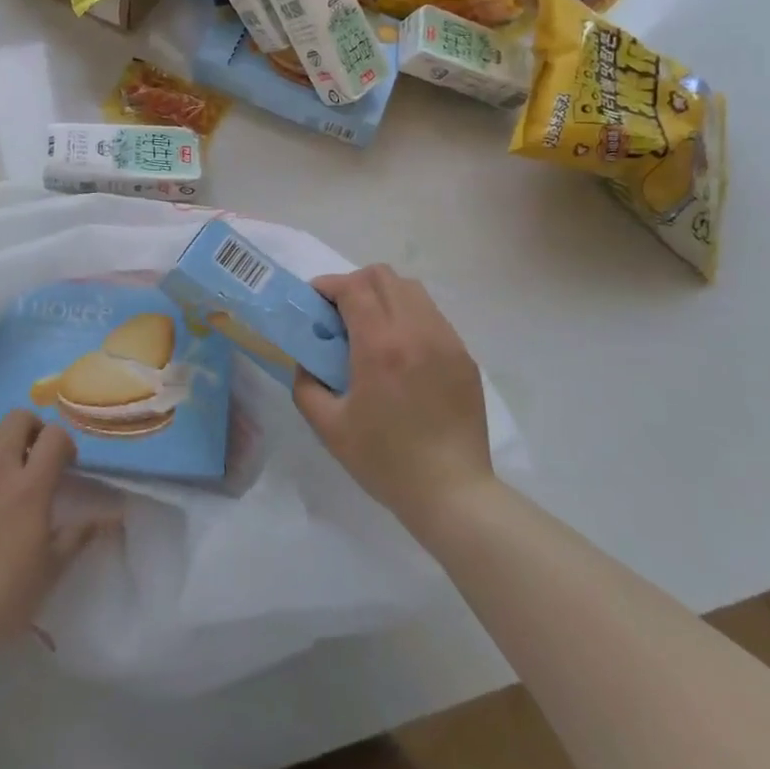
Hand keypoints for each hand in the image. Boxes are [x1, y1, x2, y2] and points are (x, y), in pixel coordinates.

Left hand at [0, 410, 100, 649]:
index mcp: (31, 485)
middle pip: (17, 418)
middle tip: (32, 455)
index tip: (65, 464)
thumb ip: (81, 533)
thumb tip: (113, 516)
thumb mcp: (53, 566)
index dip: (64, 443)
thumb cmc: (8, 593)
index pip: (55, 436)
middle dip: (31, 429)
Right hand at [293, 265, 493, 529]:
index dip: (329, 285)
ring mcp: (446, 340)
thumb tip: (307, 360)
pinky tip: (399, 349)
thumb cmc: (385, 461)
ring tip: (370, 326)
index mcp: (380, 346)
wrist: (452, 492)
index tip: (314, 300)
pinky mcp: (463, 355)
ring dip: (383, 295)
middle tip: (339, 312)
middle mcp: (416, 331)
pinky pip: (431, 314)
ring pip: (411, 289)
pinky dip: (408, 315)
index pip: (353, 287)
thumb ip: (306, 384)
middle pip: (383, 276)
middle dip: (354, 283)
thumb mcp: (328, 427)